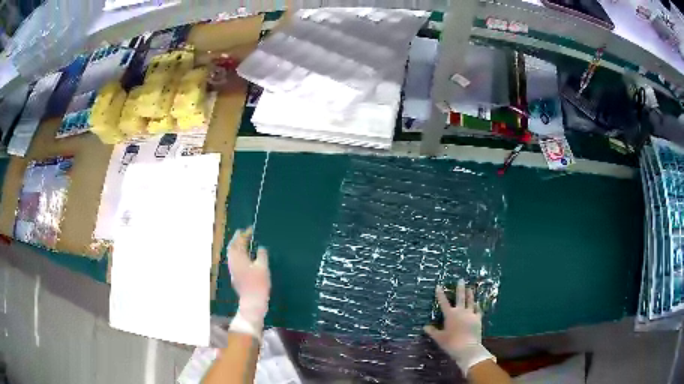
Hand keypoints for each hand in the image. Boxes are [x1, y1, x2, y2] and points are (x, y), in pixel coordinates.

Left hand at [227, 228, 270, 338]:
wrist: (252, 302)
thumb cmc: (258, 284)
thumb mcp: (263, 267)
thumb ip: (261, 255)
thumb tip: (261, 248)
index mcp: (238, 259)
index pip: (237, 242)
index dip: (242, 234)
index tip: (249, 229)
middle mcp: (233, 263)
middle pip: (232, 248)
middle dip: (238, 240)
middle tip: (245, 234)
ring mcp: (233, 271)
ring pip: (233, 256)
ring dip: (238, 248)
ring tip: (246, 244)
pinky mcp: (236, 278)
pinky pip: (235, 262)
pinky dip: (240, 256)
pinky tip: (247, 258)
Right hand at [424, 279, 494, 374]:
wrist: (467, 347)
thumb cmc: (451, 343)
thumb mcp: (439, 338)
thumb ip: (432, 331)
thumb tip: (425, 327)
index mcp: (450, 315)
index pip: (443, 302)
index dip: (440, 294)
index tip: (439, 286)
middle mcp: (460, 312)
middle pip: (460, 297)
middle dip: (460, 288)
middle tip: (461, 280)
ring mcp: (471, 314)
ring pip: (470, 301)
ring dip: (470, 294)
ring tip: (470, 288)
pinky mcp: (478, 319)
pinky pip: (478, 310)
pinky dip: (477, 306)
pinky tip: (477, 304)